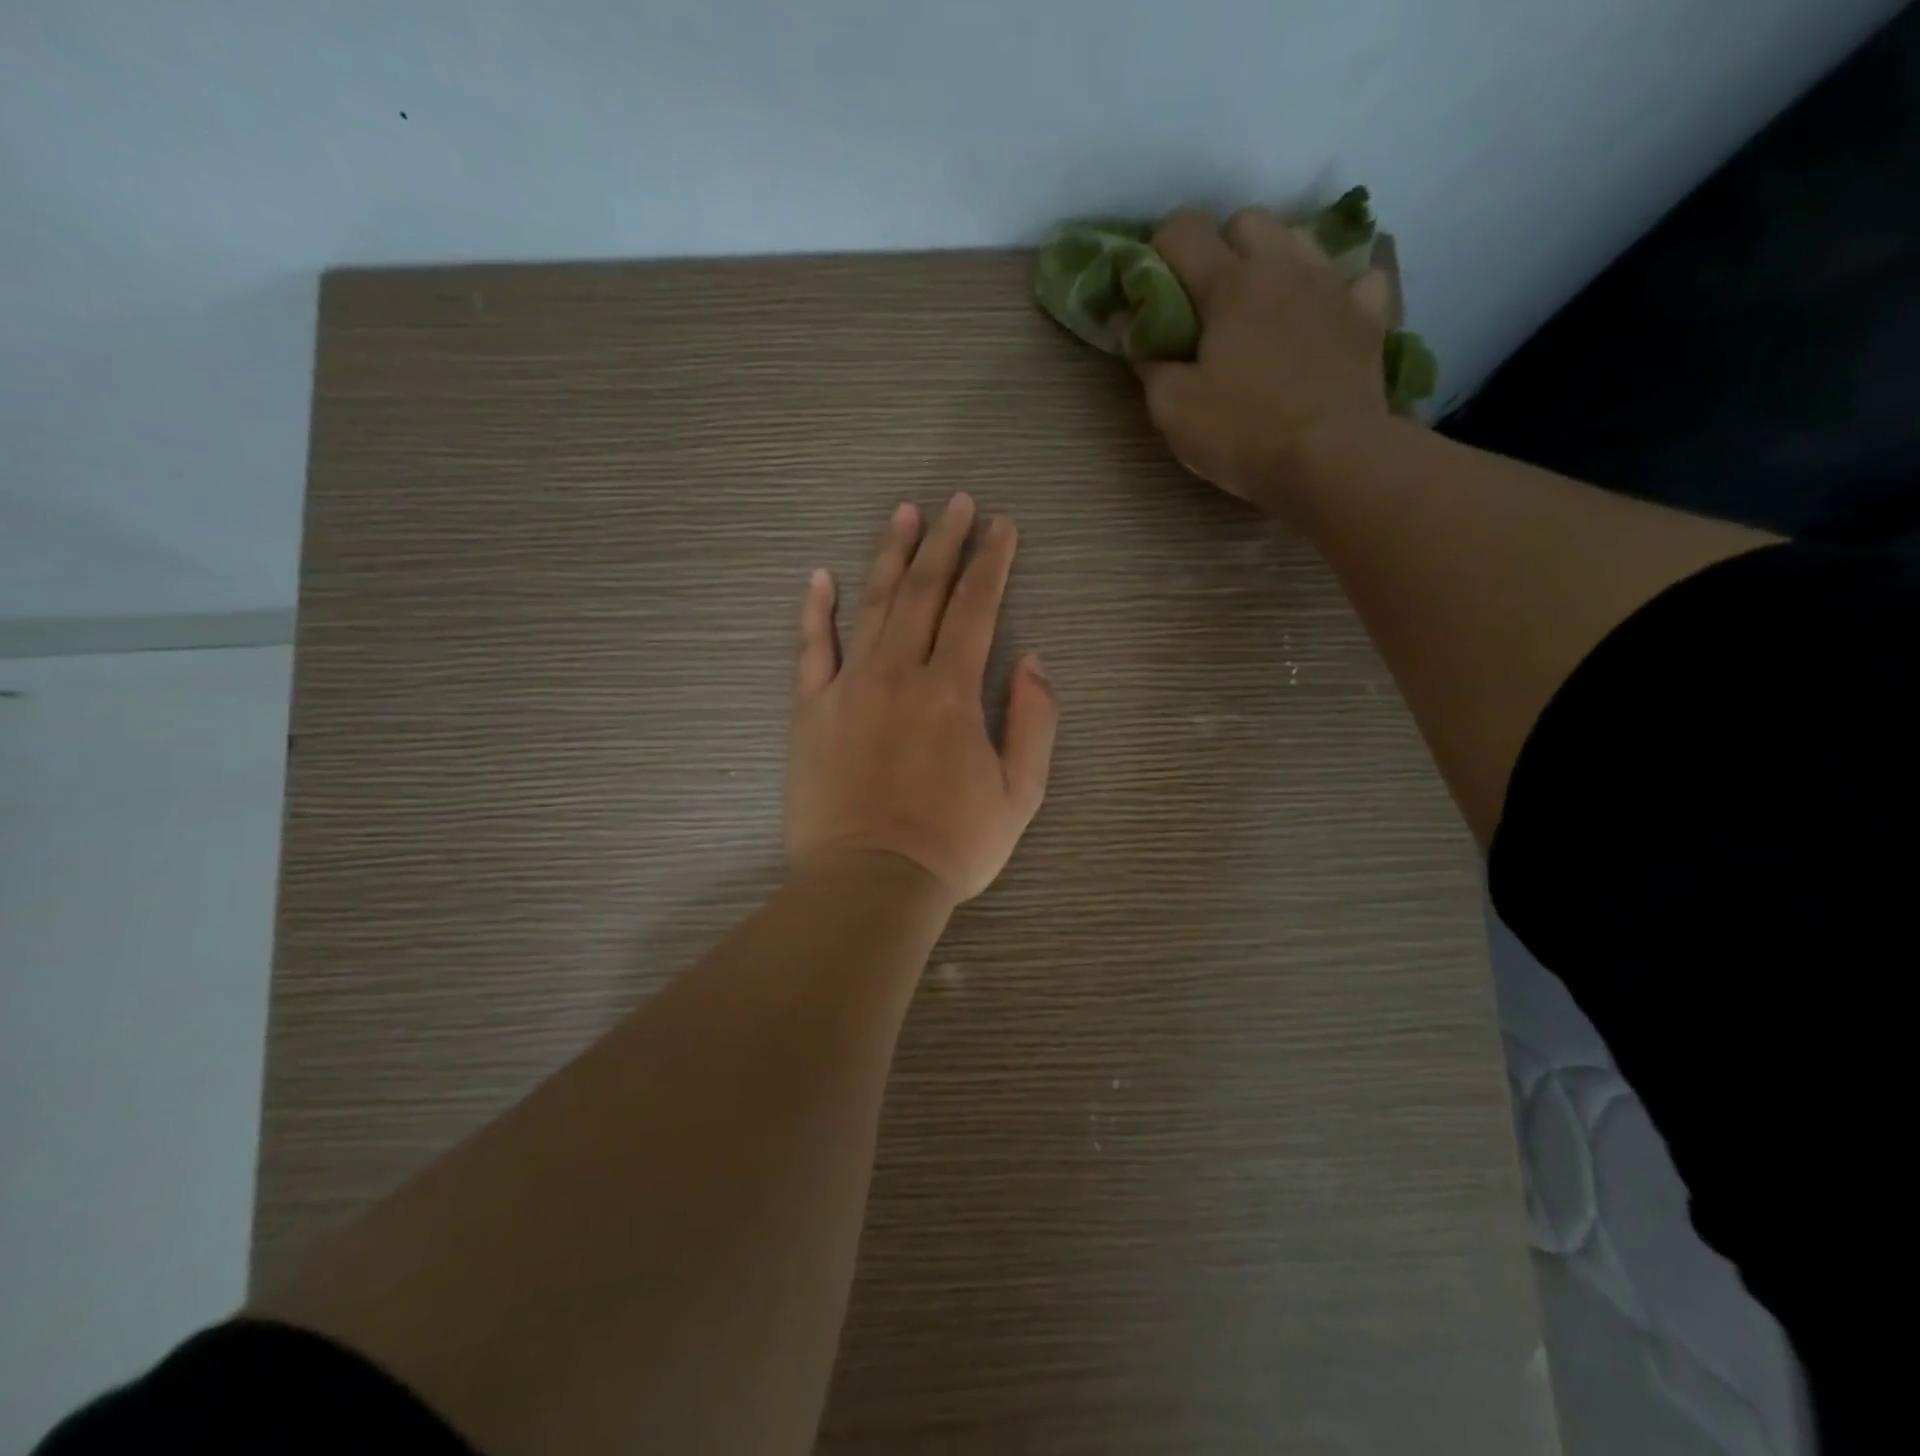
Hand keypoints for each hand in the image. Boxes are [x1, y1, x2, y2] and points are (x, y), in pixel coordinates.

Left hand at [785, 494, 1059, 905]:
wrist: (870, 882)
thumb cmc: (952, 845)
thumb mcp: (1021, 794)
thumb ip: (1033, 721)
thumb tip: (1033, 661)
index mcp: (952, 691)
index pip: (976, 606)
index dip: (992, 561)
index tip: (1002, 526)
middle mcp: (900, 674)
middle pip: (924, 590)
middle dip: (945, 541)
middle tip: (957, 502)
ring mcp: (849, 687)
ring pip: (871, 605)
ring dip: (890, 555)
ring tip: (904, 514)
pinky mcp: (811, 710)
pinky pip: (811, 648)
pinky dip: (816, 610)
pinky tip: (820, 576)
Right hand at [1136, 207, 1399, 511]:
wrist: (1331, 459)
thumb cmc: (1242, 432)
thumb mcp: (1173, 407)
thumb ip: (1146, 357)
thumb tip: (1125, 320)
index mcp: (1229, 283)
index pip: (1183, 230)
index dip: (1158, 251)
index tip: (1149, 290)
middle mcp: (1283, 265)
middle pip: (1246, 219)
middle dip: (1220, 247)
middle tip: (1207, 303)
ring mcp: (1333, 285)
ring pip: (1299, 237)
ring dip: (1274, 260)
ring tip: (1262, 306)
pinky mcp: (1369, 314)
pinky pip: (1357, 277)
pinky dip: (1337, 288)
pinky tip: (1324, 315)